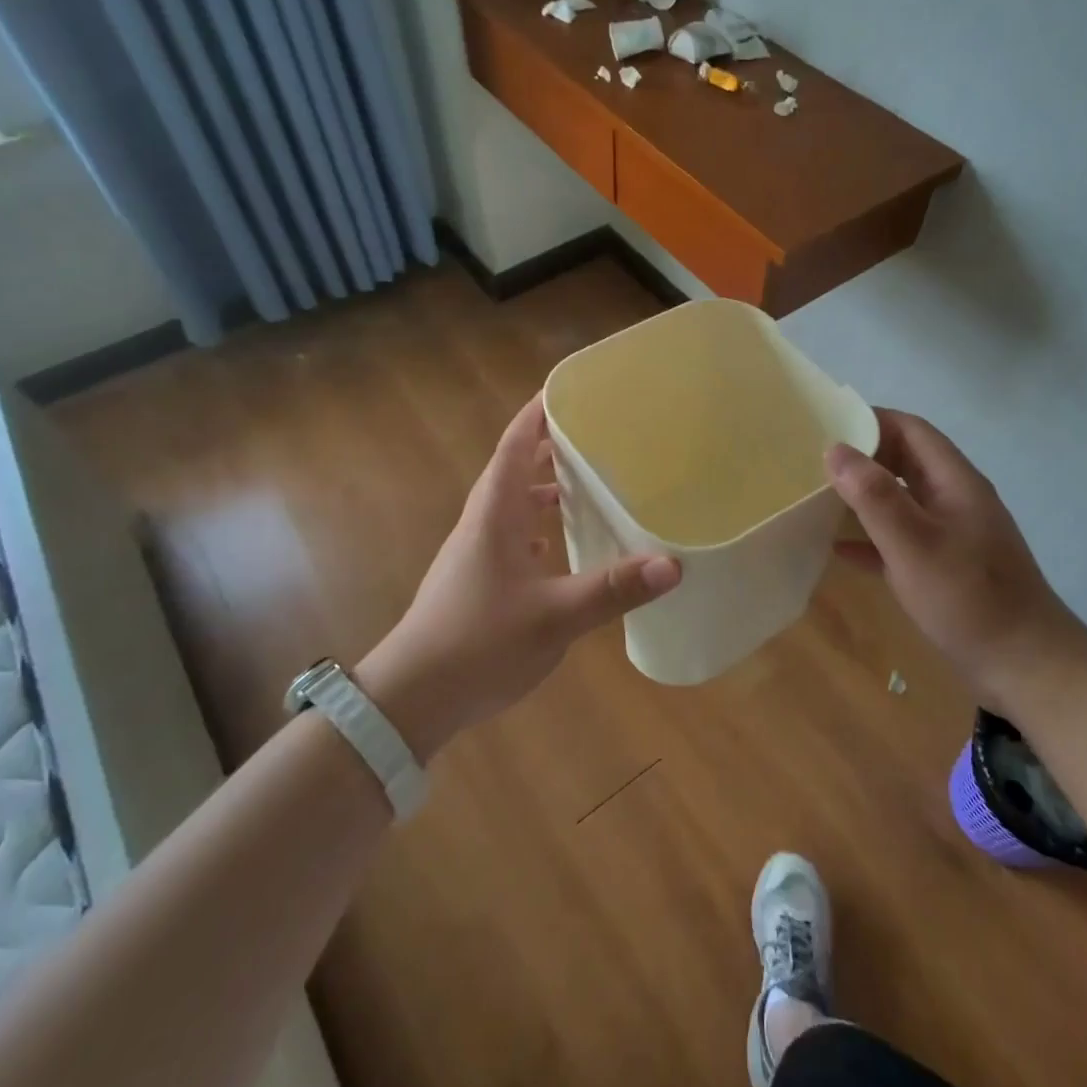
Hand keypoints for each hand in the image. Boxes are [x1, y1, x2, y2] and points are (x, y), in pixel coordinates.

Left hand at [356, 394, 680, 759]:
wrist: (412, 697)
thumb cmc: (480, 642)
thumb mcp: (555, 617)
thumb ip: (613, 589)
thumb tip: (673, 564)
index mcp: (495, 514)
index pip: (515, 446)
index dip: (537, 414)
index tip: (567, 390)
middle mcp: (481, 524)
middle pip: (514, 469)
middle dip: (548, 447)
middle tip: (592, 435)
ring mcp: (473, 553)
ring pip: (511, 505)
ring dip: (542, 488)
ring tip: (582, 486)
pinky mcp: (474, 580)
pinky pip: (509, 537)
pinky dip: (535, 528)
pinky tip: (556, 547)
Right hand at [827, 408, 1077, 707]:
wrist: (1025, 667)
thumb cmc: (969, 599)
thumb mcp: (914, 544)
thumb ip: (874, 496)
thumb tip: (835, 449)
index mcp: (954, 482)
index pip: (911, 430)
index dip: (870, 420)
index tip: (825, 424)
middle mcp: (953, 500)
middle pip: (903, 461)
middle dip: (861, 456)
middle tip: (812, 460)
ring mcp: (949, 535)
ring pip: (899, 500)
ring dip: (862, 496)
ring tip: (816, 496)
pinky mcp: (942, 568)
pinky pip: (898, 540)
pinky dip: (869, 537)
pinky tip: (838, 548)